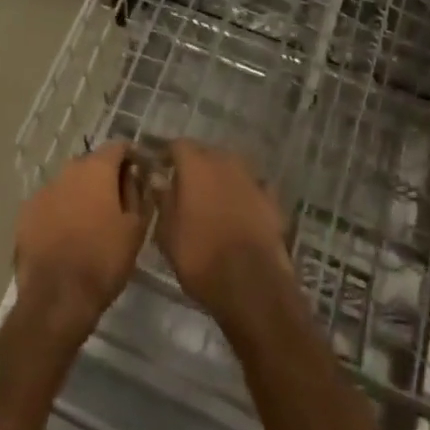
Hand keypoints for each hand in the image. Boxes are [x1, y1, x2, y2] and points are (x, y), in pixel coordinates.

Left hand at [14, 145, 146, 341]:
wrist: (57, 298)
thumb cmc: (103, 260)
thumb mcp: (135, 228)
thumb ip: (137, 193)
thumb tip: (135, 175)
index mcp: (96, 169)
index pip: (117, 146)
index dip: (131, 156)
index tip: (140, 172)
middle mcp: (68, 171)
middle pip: (91, 163)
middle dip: (105, 176)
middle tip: (116, 202)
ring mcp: (43, 190)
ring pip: (69, 184)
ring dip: (81, 194)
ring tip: (90, 222)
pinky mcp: (26, 213)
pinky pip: (50, 203)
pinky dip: (60, 211)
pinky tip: (66, 235)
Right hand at [156, 142, 296, 329]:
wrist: (251, 284)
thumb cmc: (200, 257)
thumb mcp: (168, 234)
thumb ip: (163, 200)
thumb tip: (158, 179)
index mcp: (196, 165)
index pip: (178, 145)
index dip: (168, 156)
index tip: (161, 170)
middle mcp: (225, 162)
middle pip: (206, 153)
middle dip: (195, 166)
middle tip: (186, 188)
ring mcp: (251, 178)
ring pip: (231, 168)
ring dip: (221, 178)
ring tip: (213, 201)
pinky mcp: (271, 199)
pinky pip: (252, 187)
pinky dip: (244, 194)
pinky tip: (240, 212)